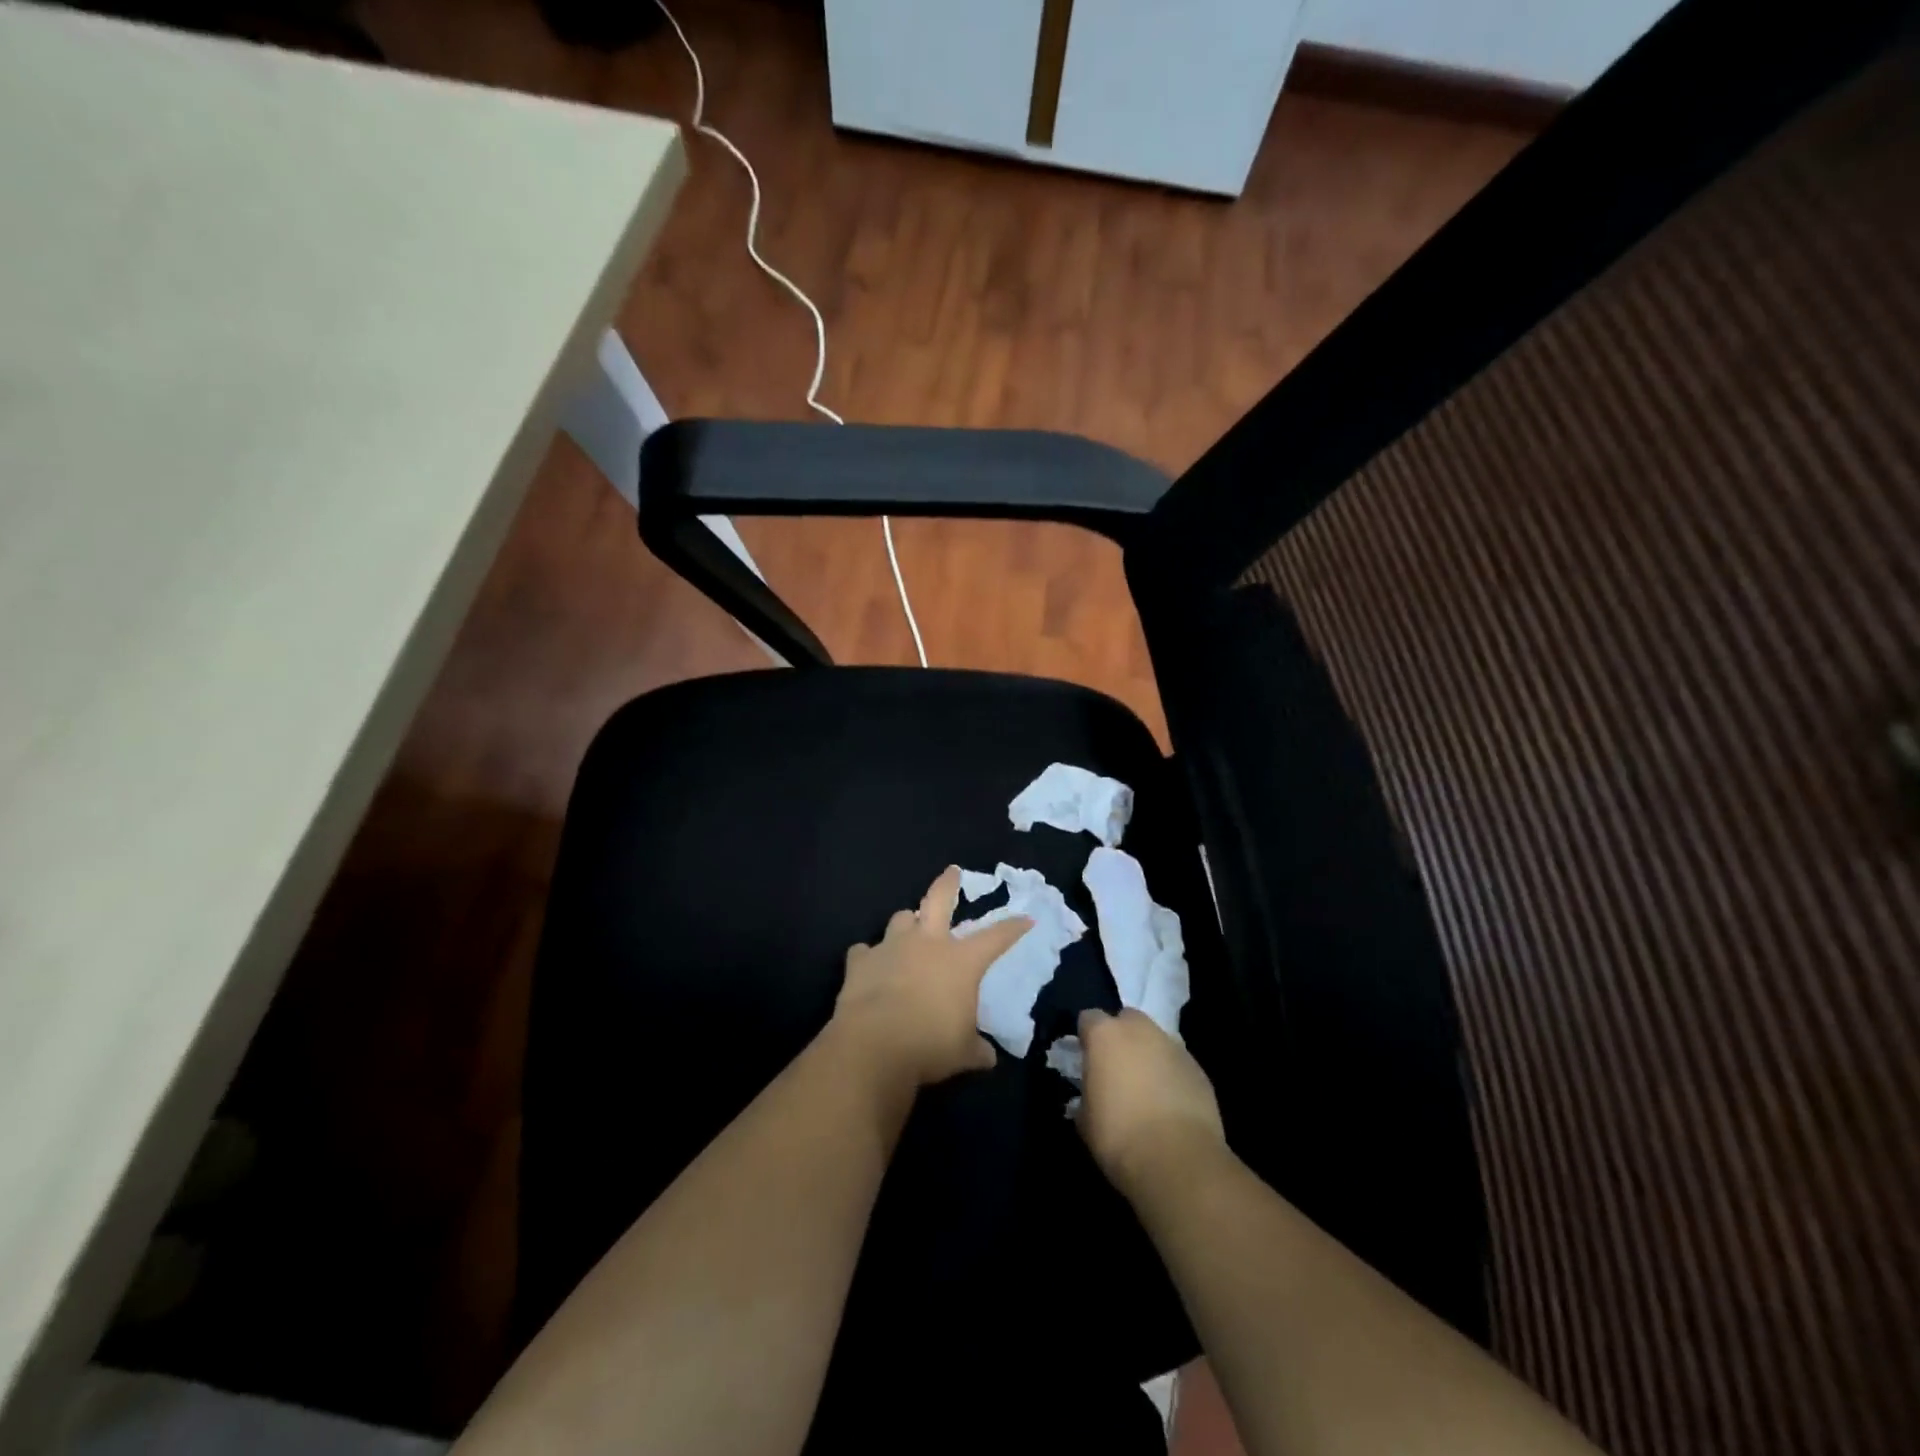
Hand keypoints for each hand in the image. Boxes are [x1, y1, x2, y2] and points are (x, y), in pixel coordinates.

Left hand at [830, 867, 1032, 1092]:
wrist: (874, 1045)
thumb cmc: (930, 1045)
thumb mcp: (963, 1053)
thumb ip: (976, 1049)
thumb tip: (987, 1057)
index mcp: (960, 960)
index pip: (995, 937)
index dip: (1013, 927)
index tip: (1026, 919)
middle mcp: (927, 943)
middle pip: (939, 899)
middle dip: (948, 883)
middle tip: (952, 872)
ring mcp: (891, 947)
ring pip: (901, 918)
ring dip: (907, 923)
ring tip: (909, 930)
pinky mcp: (860, 961)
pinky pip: (864, 951)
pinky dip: (869, 957)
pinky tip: (869, 967)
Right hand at [1074, 1008, 1226, 1197]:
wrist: (1177, 1160)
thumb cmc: (1119, 1136)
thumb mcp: (1085, 1120)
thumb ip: (1085, 1096)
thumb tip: (1090, 1098)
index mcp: (1105, 1035)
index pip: (1089, 1018)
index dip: (1086, 1037)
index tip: (1085, 1058)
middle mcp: (1140, 1030)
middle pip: (1127, 1019)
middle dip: (1121, 1037)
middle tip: (1117, 1069)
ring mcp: (1173, 1046)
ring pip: (1156, 1040)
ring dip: (1149, 1055)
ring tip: (1147, 1089)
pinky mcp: (1198, 1069)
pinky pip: (1178, 1063)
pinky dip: (1172, 1075)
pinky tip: (1171, 1104)